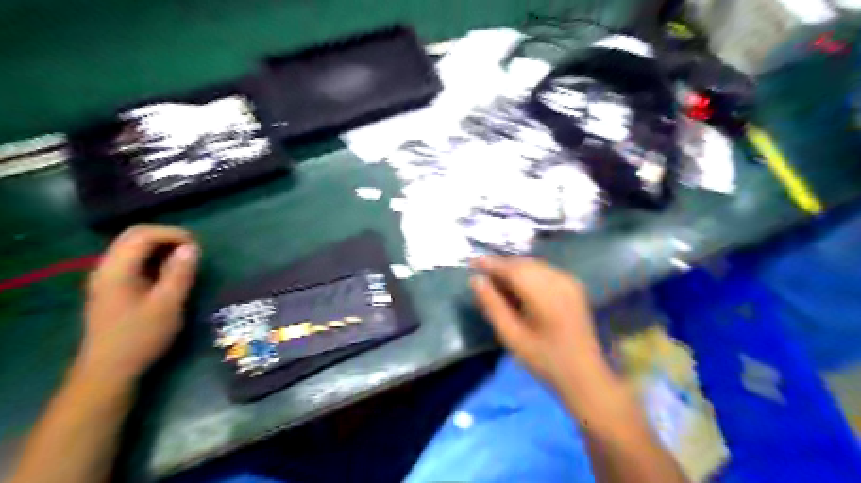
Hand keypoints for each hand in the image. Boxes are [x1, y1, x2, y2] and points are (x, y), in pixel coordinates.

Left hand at [74, 225, 197, 385]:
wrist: (109, 370)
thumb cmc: (141, 337)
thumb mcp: (168, 304)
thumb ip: (179, 273)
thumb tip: (192, 247)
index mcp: (117, 269)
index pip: (142, 234)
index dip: (172, 233)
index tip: (197, 247)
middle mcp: (106, 268)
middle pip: (134, 237)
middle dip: (167, 237)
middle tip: (192, 251)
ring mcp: (106, 278)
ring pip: (132, 248)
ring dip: (160, 248)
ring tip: (184, 262)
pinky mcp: (111, 289)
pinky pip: (132, 262)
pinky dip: (153, 260)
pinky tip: (168, 275)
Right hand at [470, 257, 603, 392]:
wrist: (584, 375)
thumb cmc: (544, 360)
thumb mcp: (512, 336)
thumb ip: (492, 305)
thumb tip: (476, 280)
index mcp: (545, 294)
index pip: (512, 269)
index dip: (491, 264)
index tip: (472, 262)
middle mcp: (559, 280)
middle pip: (524, 264)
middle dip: (502, 267)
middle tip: (483, 277)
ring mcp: (569, 281)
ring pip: (534, 266)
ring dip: (514, 270)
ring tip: (498, 284)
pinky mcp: (574, 286)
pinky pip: (545, 272)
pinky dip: (528, 275)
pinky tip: (519, 288)